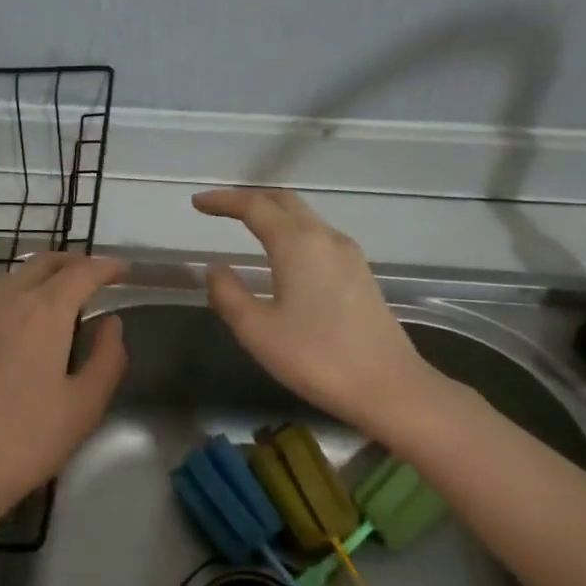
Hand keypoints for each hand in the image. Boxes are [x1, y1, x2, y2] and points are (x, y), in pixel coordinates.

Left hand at [0, 253, 127, 557]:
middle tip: (94, 276)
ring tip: (57, 298)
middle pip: (43, 262)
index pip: (83, 272)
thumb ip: (107, 358)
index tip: (124, 270)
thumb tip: (111, 323)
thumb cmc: (24, 442)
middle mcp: (4, 299)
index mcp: (44, 311)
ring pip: (11, 278)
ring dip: (40, 277)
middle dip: (73, 262)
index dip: (107, 267)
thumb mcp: (83, 407)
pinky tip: (14, 325)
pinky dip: (12, 297)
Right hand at [194, 188, 443, 435]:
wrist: (388, 386)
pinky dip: (292, 234)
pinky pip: (318, 238)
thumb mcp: (257, 330)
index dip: (223, 201)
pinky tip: (282, 257)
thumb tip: (216, 269)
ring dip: (273, 215)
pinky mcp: (360, 274)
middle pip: (284, 202)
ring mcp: (349, 255)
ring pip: (305, 219)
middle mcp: (326, 238)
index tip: (197, 203)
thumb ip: (228, 294)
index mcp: (298, 244)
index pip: (255, 206)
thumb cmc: (316, 357)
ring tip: (246, 227)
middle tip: (220, 209)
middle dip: (250, 199)